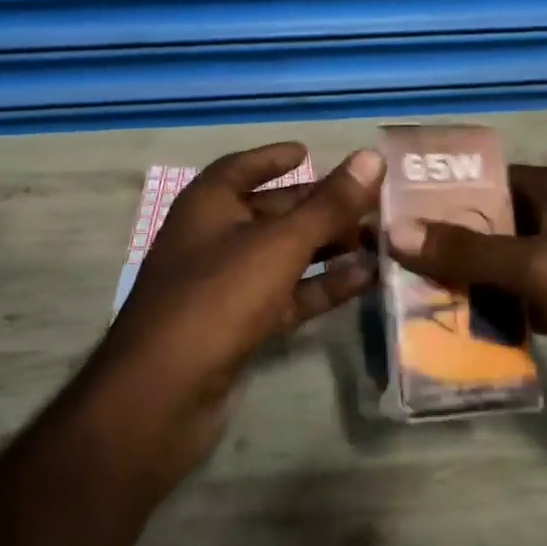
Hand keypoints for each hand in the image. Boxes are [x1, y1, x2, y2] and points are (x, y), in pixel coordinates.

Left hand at [88, 142, 384, 485]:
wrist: (165, 394)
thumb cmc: (219, 296)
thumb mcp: (279, 243)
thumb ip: (329, 204)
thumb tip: (372, 157)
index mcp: (208, 204)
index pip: (243, 167)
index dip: (274, 158)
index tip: (309, 151)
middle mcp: (214, 238)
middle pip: (272, 212)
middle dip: (319, 207)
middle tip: (371, 201)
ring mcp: (226, 285)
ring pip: (284, 256)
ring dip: (328, 247)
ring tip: (380, 239)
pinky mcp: (240, 326)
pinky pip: (287, 295)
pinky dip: (321, 286)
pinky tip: (365, 279)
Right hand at [386, 165, 546, 431]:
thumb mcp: (544, 265)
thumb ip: (470, 249)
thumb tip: (395, 230)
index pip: (486, 180)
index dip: (439, 194)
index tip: (388, 214)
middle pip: (490, 225)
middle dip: (444, 244)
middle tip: (386, 263)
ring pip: (502, 269)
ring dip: (463, 283)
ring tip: (404, 299)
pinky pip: (520, 305)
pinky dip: (490, 315)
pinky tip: (449, 331)